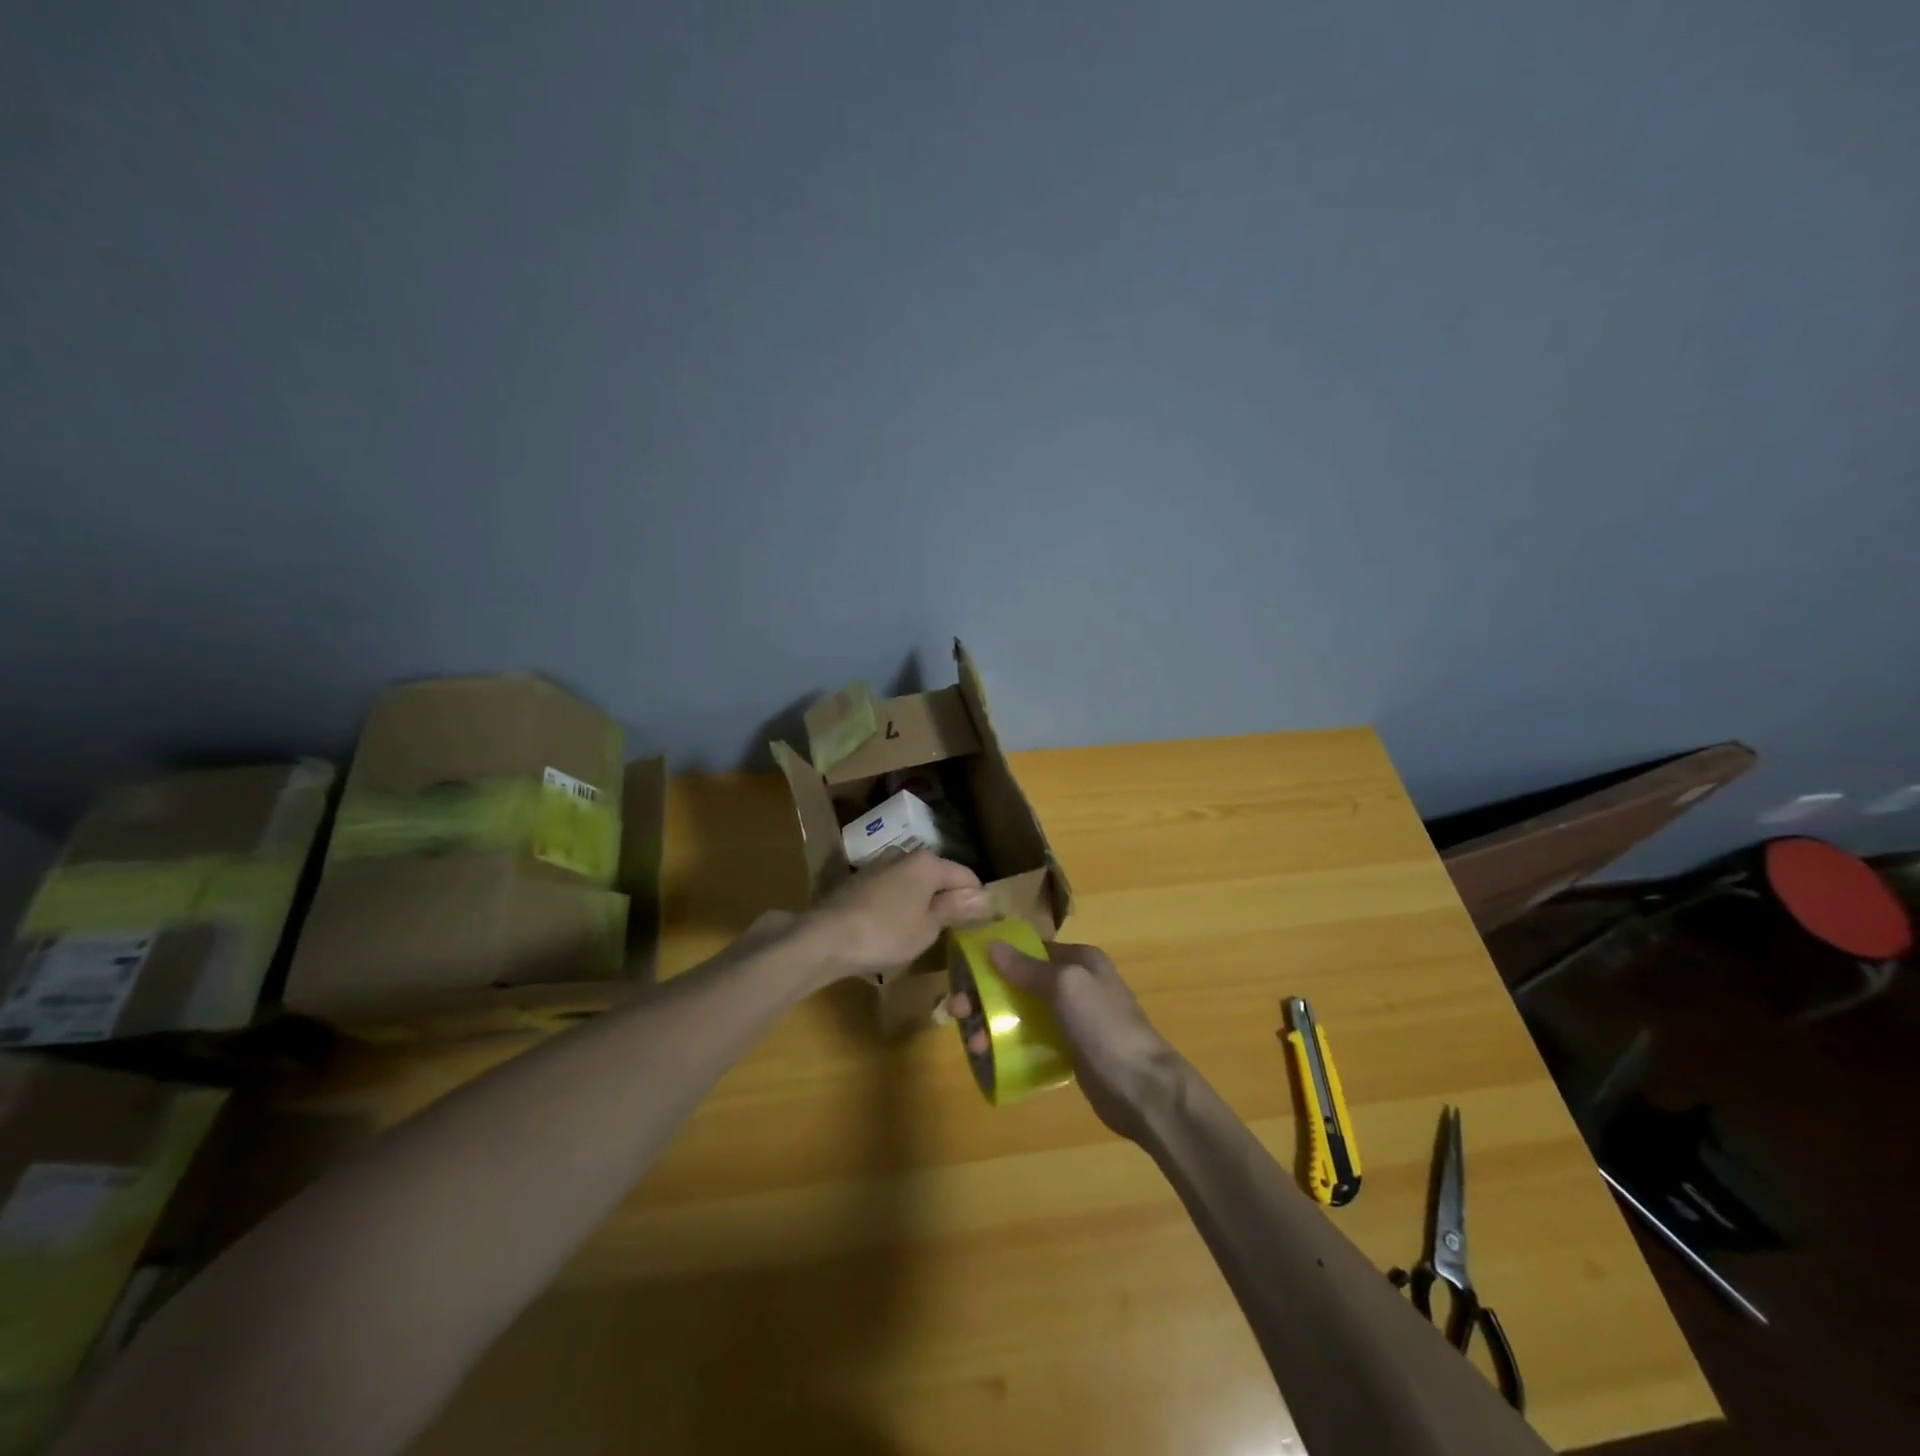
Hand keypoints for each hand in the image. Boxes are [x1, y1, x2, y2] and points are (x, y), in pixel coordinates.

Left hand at [803, 851, 989, 982]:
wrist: (826, 937)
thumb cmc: (886, 933)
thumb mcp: (927, 928)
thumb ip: (954, 908)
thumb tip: (983, 896)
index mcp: (927, 863)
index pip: (965, 876)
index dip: (976, 898)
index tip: (980, 922)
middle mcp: (904, 854)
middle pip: (938, 875)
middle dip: (948, 898)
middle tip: (953, 928)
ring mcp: (879, 865)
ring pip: (913, 881)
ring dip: (922, 900)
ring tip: (924, 930)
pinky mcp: (859, 880)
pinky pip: (892, 888)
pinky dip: (900, 903)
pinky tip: (895, 926)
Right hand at [961, 940, 1187, 1139]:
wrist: (1144, 1089)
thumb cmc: (1104, 1027)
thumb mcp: (1065, 986)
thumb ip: (1028, 967)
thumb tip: (992, 945)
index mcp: (1079, 960)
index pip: (1028, 949)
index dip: (995, 958)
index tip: (963, 972)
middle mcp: (1075, 984)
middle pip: (1020, 982)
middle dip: (986, 995)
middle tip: (956, 1012)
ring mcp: (1073, 1019)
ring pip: (1022, 1013)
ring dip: (993, 1023)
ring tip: (973, 1045)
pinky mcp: (1070, 1051)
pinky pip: (1032, 1041)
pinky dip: (1010, 1045)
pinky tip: (991, 1058)